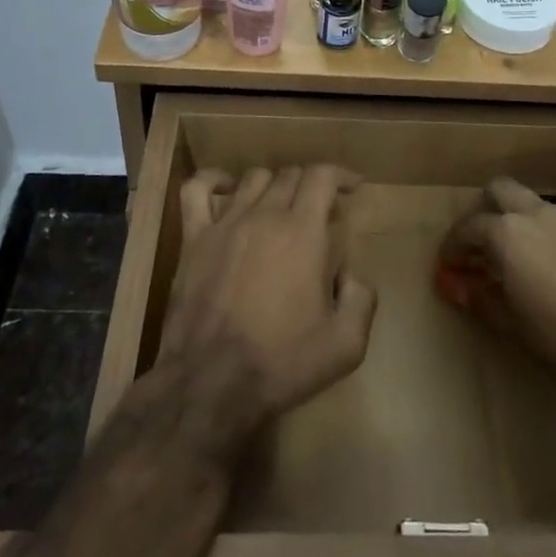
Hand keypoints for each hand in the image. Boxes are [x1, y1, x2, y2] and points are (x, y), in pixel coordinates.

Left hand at [158, 166, 376, 439]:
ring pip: (253, 178)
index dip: (340, 174)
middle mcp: (265, 215)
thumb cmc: (281, 363)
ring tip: (281, 206)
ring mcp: (226, 223)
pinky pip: (197, 190)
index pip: (322, 176)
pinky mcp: (194, 238)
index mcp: (303, 233)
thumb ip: (361, 299)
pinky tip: (225, 189)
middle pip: (291, 174)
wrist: (211, 382)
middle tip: (320, 210)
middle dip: (311, 185)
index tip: (352, 186)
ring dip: (274, 185)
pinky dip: (212, 181)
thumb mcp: (345, 344)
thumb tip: (353, 275)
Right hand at [436, 178, 555, 404]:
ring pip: (542, 209)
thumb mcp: (510, 325)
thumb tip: (450, 283)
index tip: (450, 264)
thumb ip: (476, 296)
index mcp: (507, 233)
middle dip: (487, 210)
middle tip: (486, 244)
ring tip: (534, 264)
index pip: (467, 227)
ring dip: (529, 227)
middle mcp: (539, 214)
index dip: (454, 245)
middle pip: (501, 190)